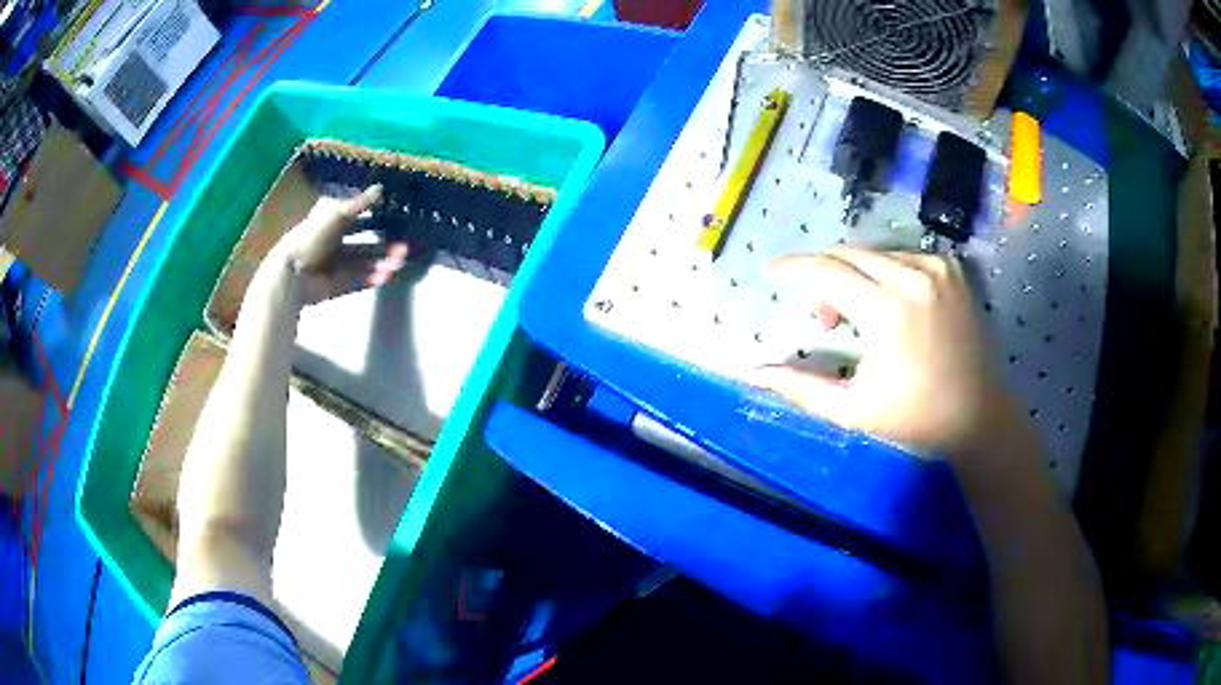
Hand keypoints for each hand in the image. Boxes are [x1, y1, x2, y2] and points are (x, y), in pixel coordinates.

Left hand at [268, 185, 408, 304]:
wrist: (293, 274)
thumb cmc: (311, 237)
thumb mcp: (336, 213)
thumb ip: (359, 203)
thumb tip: (380, 188)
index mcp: (331, 225)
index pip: (357, 220)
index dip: (375, 219)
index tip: (395, 219)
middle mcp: (335, 245)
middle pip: (365, 245)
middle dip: (385, 247)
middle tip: (404, 248)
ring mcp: (337, 267)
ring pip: (365, 264)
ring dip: (383, 263)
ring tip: (399, 263)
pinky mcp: (338, 286)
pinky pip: (360, 281)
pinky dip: (374, 279)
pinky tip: (387, 276)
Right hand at [752, 247, 1016, 457]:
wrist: (977, 414)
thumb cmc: (915, 418)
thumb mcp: (852, 410)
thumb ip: (800, 387)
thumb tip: (752, 374)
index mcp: (890, 311)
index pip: (826, 271)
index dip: (793, 268)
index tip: (771, 272)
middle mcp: (914, 276)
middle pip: (848, 254)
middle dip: (822, 276)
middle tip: (823, 318)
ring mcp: (937, 268)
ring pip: (873, 253)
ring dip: (852, 275)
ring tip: (857, 316)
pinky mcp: (951, 268)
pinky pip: (901, 256)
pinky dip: (883, 273)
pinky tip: (888, 303)